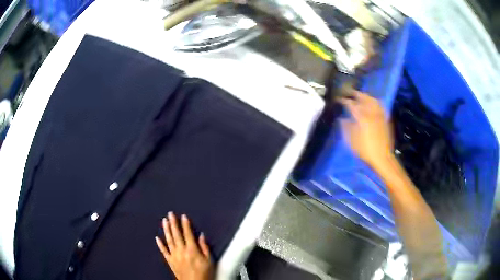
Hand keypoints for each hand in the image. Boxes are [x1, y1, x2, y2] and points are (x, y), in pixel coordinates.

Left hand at [156, 212, 214, 279]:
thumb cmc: (204, 273)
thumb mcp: (210, 261)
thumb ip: (205, 247)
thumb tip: (201, 236)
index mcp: (192, 250)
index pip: (188, 234)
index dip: (185, 224)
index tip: (183, 216)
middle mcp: (182, 251)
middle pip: (176, 234)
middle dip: (173, 223)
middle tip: (170, 214)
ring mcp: (174, 256)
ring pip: (169, 240)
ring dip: (166, 230)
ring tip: (164, 221)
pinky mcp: (170, 261)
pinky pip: (163, 251)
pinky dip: (160, 244)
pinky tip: (157, 238)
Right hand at [340, 91, 393, 168]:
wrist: (382, 157)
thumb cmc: (365, 150)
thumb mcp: (351, 140)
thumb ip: (346, 127)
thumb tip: (343, 119)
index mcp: (361, 117)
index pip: (351, 104)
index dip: (343, 100)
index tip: (338, 99)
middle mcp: (371, 112)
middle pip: (363, 97)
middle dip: (355, 94)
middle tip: (349, 93)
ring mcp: (379, 115)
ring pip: (372, 100)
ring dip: (366, 96)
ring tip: (361, 96)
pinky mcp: (385, 119)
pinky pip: (380, 106)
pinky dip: (374, 102)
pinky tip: (372, 104)